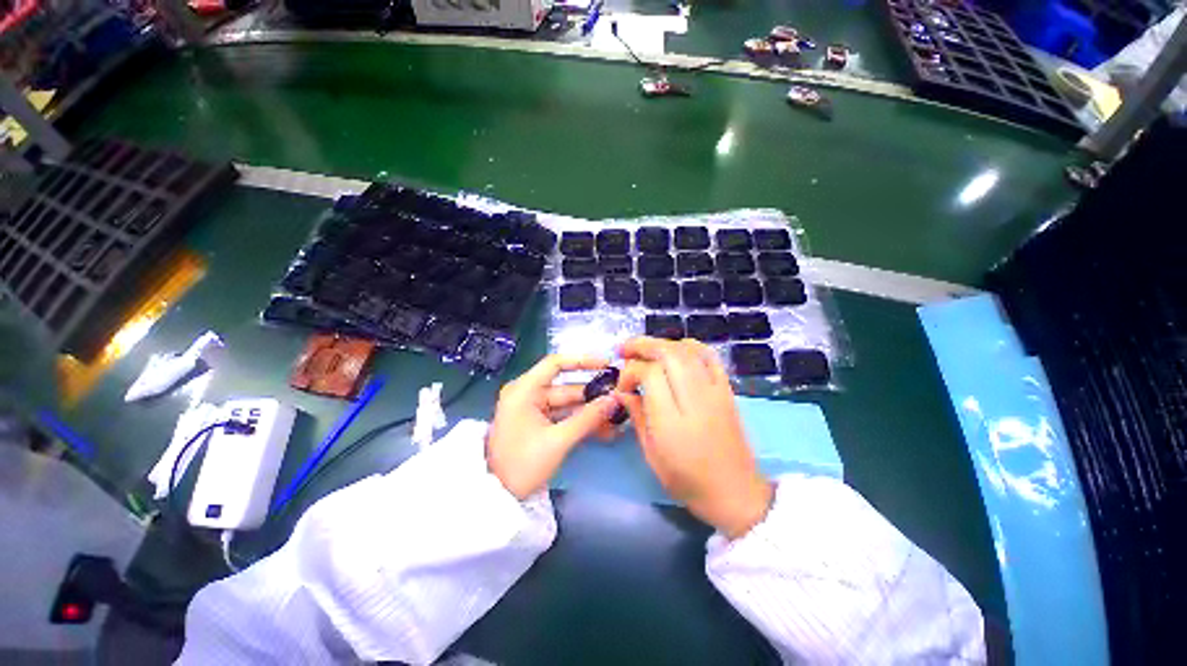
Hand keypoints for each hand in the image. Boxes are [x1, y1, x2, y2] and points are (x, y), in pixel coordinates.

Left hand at [487, 355, 623, 499]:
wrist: (497, 498)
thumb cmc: (522, 464)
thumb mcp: (558, 440)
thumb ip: (588, 418)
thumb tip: (615, 399)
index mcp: (525, 389)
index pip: (556, 363)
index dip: (583, 361)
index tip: (607, 365)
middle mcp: (528, 394)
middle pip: (567, 387)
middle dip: (594, 395)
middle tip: (621, 398)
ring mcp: (533, 409)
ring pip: (568, 404)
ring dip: (591, 412)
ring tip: (618, 417)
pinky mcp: (539, 424)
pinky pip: (564, 417)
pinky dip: (581, 422)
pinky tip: (605, 430)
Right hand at [618, 337, 772, 538]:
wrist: (735, 491)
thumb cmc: (687, 480)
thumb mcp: (651, 454)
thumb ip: (637, 416)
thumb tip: (623, 392)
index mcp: (672, 421)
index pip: (650, 374)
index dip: (631, 372)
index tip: (623, 386)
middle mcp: (695, 399)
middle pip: (668, 354)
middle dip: (642, 346)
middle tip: (625, 350)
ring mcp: (715, 391)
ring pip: (687, 350)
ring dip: (663, 344)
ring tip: (646, 349)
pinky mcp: (727, 390)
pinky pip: (710, 356)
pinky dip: (690, 347)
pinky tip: (676, 350)